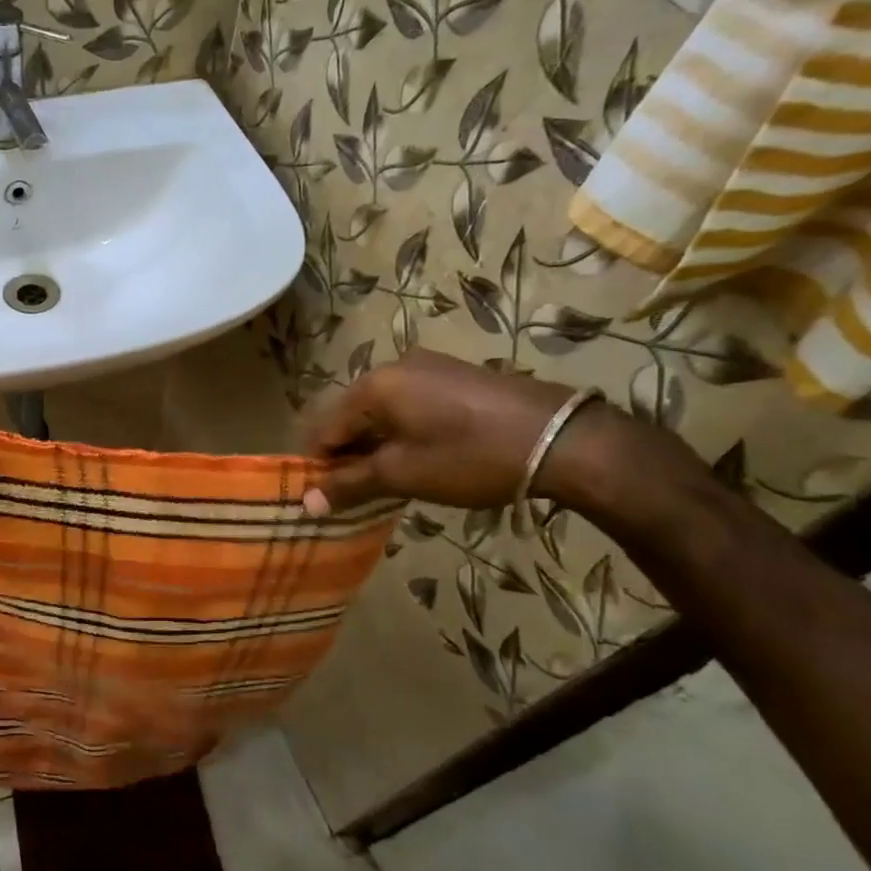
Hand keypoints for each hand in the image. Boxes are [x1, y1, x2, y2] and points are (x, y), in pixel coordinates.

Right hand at [301, 349, 621, 513]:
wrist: (563, 439)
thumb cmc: (469, 457)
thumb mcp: (403, 475)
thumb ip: (350, 485)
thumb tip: (306, 504)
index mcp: (374, 385)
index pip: (325, 428)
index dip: (319, 466)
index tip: (323, 498)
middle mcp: (395, 367)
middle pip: (352, 416)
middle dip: (348, 455)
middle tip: (356, 493)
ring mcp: (430, 368)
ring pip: (382, 412)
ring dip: (376, 445)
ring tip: (388, 481)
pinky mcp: (457, 377)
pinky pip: (411, 405)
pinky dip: (403, 432)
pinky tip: (419, 458)